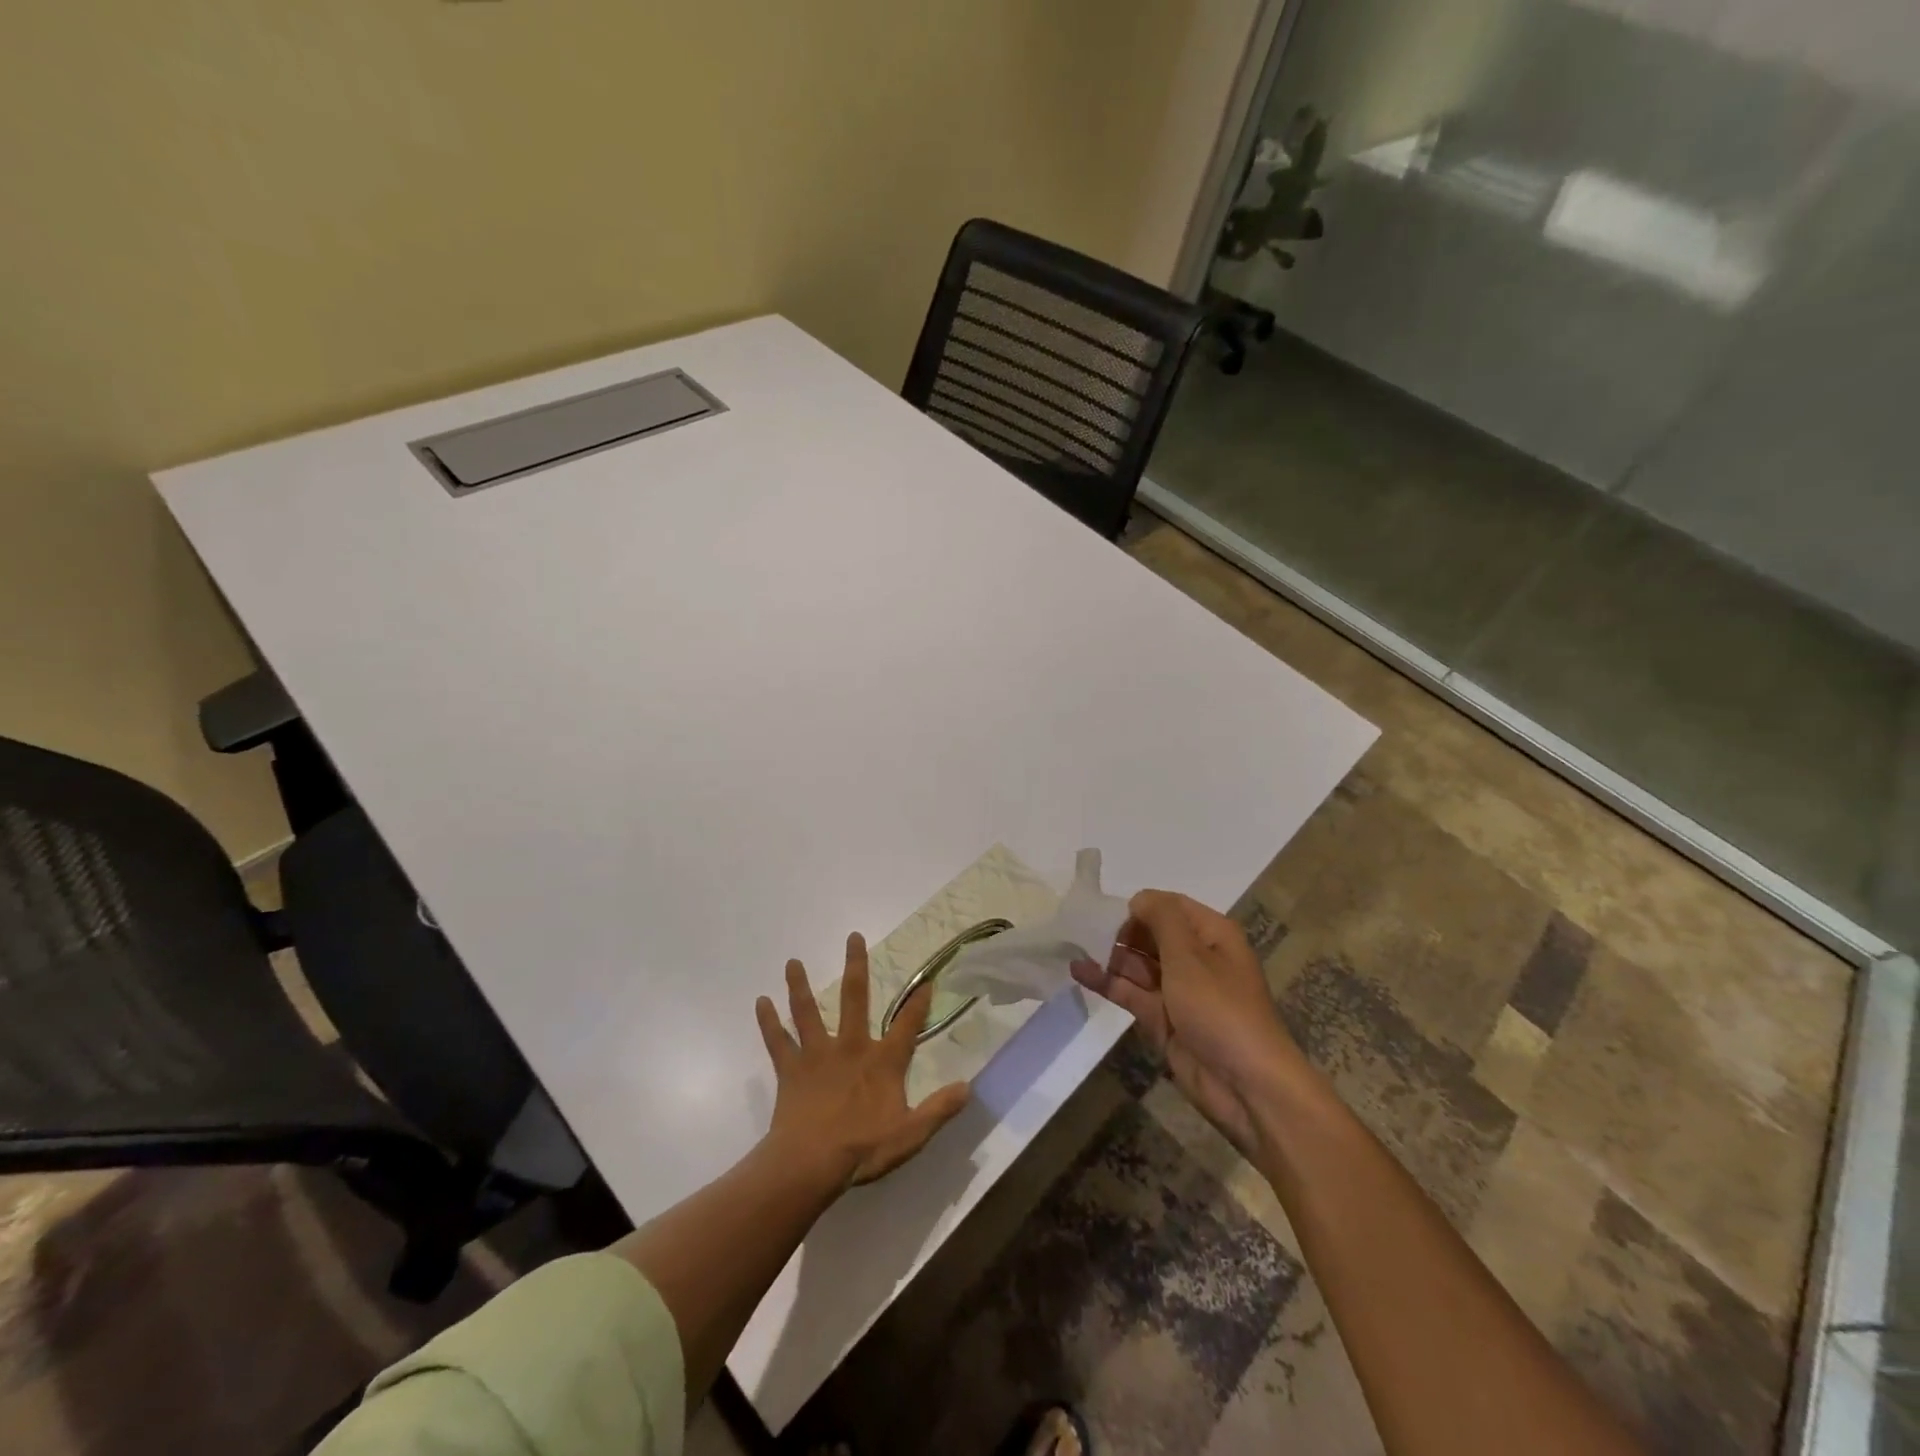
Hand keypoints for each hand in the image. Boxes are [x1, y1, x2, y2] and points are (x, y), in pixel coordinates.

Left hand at [755, 932, 969, 1186]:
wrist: (810, 1165)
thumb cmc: (862, 1149)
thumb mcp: (911, 1134)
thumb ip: (940, 1109)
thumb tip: (968, 1087)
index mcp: (881, 1062)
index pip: (907, 1026)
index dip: (919, 1003)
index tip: (927, 980)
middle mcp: (850, 1047)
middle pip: (854, 999)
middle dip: (855, 966)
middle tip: (853, 937)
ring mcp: (817, 1056)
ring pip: (808, 1012)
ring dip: (800, 986)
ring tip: (792, 961)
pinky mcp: (791, 1071)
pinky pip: (777, 1042)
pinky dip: (768, 1022)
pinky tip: (760, 1002)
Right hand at [1072, 890, 1307, 1156]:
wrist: (1245, 1085)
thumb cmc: (1220, 1008)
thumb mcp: (1190, 955)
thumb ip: (1161, 919)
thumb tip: (1138, 899)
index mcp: (1212, 935)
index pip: (1170, 906)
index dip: (1141, 906)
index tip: (1107, 912)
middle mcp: (1196, 958)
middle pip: (1152, 934)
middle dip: (1120, 931)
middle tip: (1082, 930)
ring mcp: (1178, 991)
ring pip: (1138, 964)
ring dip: (1109, 956)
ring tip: (1071, 946)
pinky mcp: (1163, 1019)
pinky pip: (1131, 992)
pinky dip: (1107, 982)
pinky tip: (1078, 970)